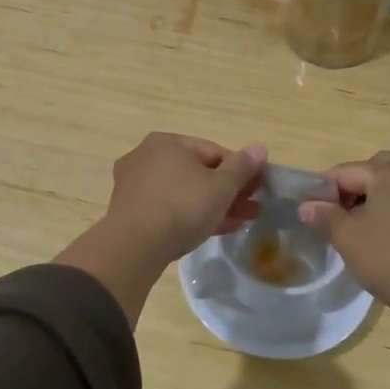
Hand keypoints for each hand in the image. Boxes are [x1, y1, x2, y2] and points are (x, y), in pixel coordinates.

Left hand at [56, 134, 265, 325]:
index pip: (213, 151)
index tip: (257, 190)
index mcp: (167, 142)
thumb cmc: (182, 207)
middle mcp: (146, 156)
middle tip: (251, 209)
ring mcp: (134, 183)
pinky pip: (167, 207)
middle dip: (227, 192)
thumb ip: (242, 167)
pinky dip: (190, 215)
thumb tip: (260, 148)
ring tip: (238, 222)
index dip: (240, 171)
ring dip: (212, 205)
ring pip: (183, 191)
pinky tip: (211, 230)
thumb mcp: (221, 187)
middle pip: (197, 172)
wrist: (134, 246)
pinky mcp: (129, 209)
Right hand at [299, 151, 389, 372]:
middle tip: (337, 213)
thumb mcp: (347, 237)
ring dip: (374, 198)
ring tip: (358, 227)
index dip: (324, 188)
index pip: (347, 171)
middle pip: (375, 170)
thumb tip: (307, 206)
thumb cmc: (389, 257)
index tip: (311, 209)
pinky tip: (382, 235)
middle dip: (353, 186)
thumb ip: (324, 216)